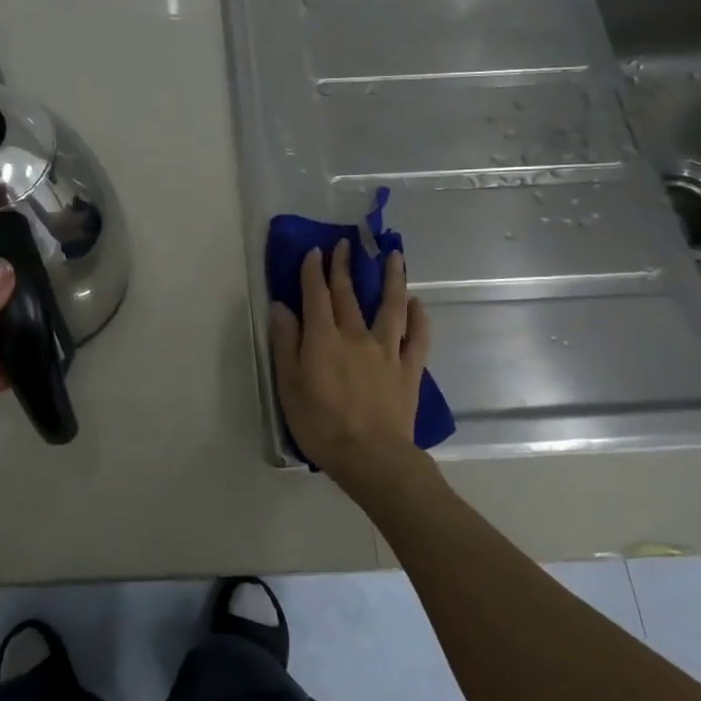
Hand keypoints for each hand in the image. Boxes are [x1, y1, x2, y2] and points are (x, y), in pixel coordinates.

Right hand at [269, 243, 437, 510]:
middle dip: (344, 266)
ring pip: (391, 306)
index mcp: (323, 338)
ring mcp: (387, 350)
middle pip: (348, 294)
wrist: (370, 456)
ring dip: (392, 278)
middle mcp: (356, 335)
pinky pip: (417, 337)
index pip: (316, 295)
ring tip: (395, 256)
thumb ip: (285, 343)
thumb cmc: (320, 424)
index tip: (314, 251)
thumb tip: (281, 307)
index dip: (313, 271)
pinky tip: (417, 303)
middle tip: (345, 245)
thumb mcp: (289, 385)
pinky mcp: (409, 368)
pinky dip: (419, 317)